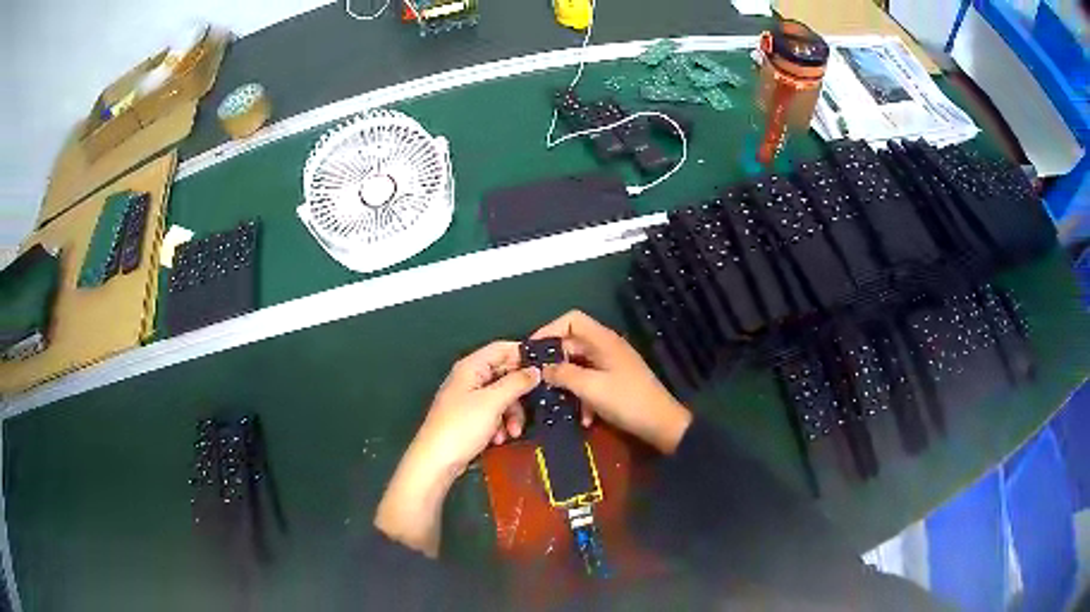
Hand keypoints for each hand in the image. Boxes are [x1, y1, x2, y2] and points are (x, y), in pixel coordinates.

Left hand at [375, 341, 539, 556]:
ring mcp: (469, 399)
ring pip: (502, 397)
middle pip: (505, 375)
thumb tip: (536, 369)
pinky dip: (500, 425)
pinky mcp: (470, 418)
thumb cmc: (462, 426)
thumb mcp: (493, 402)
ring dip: (511, 414)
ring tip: (512, 432)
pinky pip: (494, 414)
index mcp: (471, 367)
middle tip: (533, 408)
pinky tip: (499, 439)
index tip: (546, 369)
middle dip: (519, 394)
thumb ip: (516, 383)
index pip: (502, 349)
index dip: (523, 356)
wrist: (436, 461)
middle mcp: (470, 378)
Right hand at [532, 310, 691, 453]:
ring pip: (580, 365)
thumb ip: (563, 374)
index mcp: (603, 340)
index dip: (549, 330)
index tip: (532, 351)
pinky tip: (584, 418)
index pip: (571, 319)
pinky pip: (591, 380)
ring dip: (568, 383)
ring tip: (557, 401)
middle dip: (555, 362)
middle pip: (573, 343)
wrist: (661, 424)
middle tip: (537, 380)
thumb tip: (542, 369)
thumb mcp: (590, 388)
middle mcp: (607, 346)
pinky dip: (584, 396)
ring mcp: (613, 364)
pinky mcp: (616, 381)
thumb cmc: (626, 401)